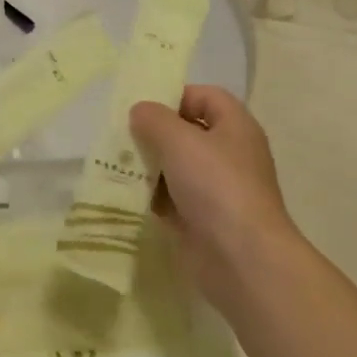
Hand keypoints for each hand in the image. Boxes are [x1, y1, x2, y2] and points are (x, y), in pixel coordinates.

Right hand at [130, 86, 295, 303]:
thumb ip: (154, 118)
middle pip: (187, 132)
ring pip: (175, 166)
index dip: (175, 96)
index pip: (206, 96)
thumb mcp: (179, 140)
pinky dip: (149, 196)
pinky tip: (123, 193)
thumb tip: (140, 111)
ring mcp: (215, 190)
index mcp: (235, 127)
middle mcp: (228, 154)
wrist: (242, 260)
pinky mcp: (201, 219)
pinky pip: (170, 198)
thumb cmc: (216, 186)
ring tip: (115, 164)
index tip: (143, 108)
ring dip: (147, 165)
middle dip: (153, 133)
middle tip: (121, 136)